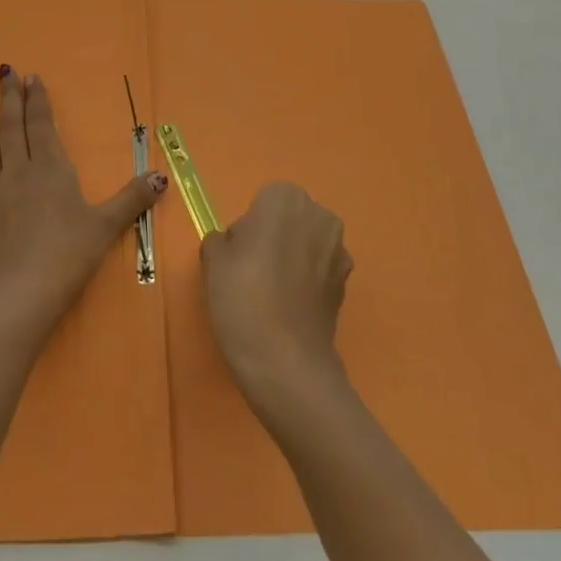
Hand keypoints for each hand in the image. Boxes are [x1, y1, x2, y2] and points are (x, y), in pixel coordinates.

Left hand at [0, 66, 166, 339]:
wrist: (22, 292)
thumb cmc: (69, 255)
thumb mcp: (107, 226)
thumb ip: (132, 198)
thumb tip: (161, 175)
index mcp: (51, 169)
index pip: (43, 125)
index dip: (37, 100)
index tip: (31, 77)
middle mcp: (18, 171)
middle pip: (13, 127)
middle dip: (10, 98)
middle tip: (3, 70)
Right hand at [202, 182, 353, 410]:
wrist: (285, 360)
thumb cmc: (242, 296)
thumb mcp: (213, 260)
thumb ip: (221, 240)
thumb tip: (236, 245)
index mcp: (286, 199)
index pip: (265, 199)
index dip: (250, 224)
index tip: (239, 252)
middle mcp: (320, 216)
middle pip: (291, 217)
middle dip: (275, 236)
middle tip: (252, 270)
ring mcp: (339, 250)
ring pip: (308, 243)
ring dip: (294, 258)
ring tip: (271, 293)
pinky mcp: (347, 284)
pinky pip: (320, 270)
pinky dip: (308, 282)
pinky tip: (289, 309)